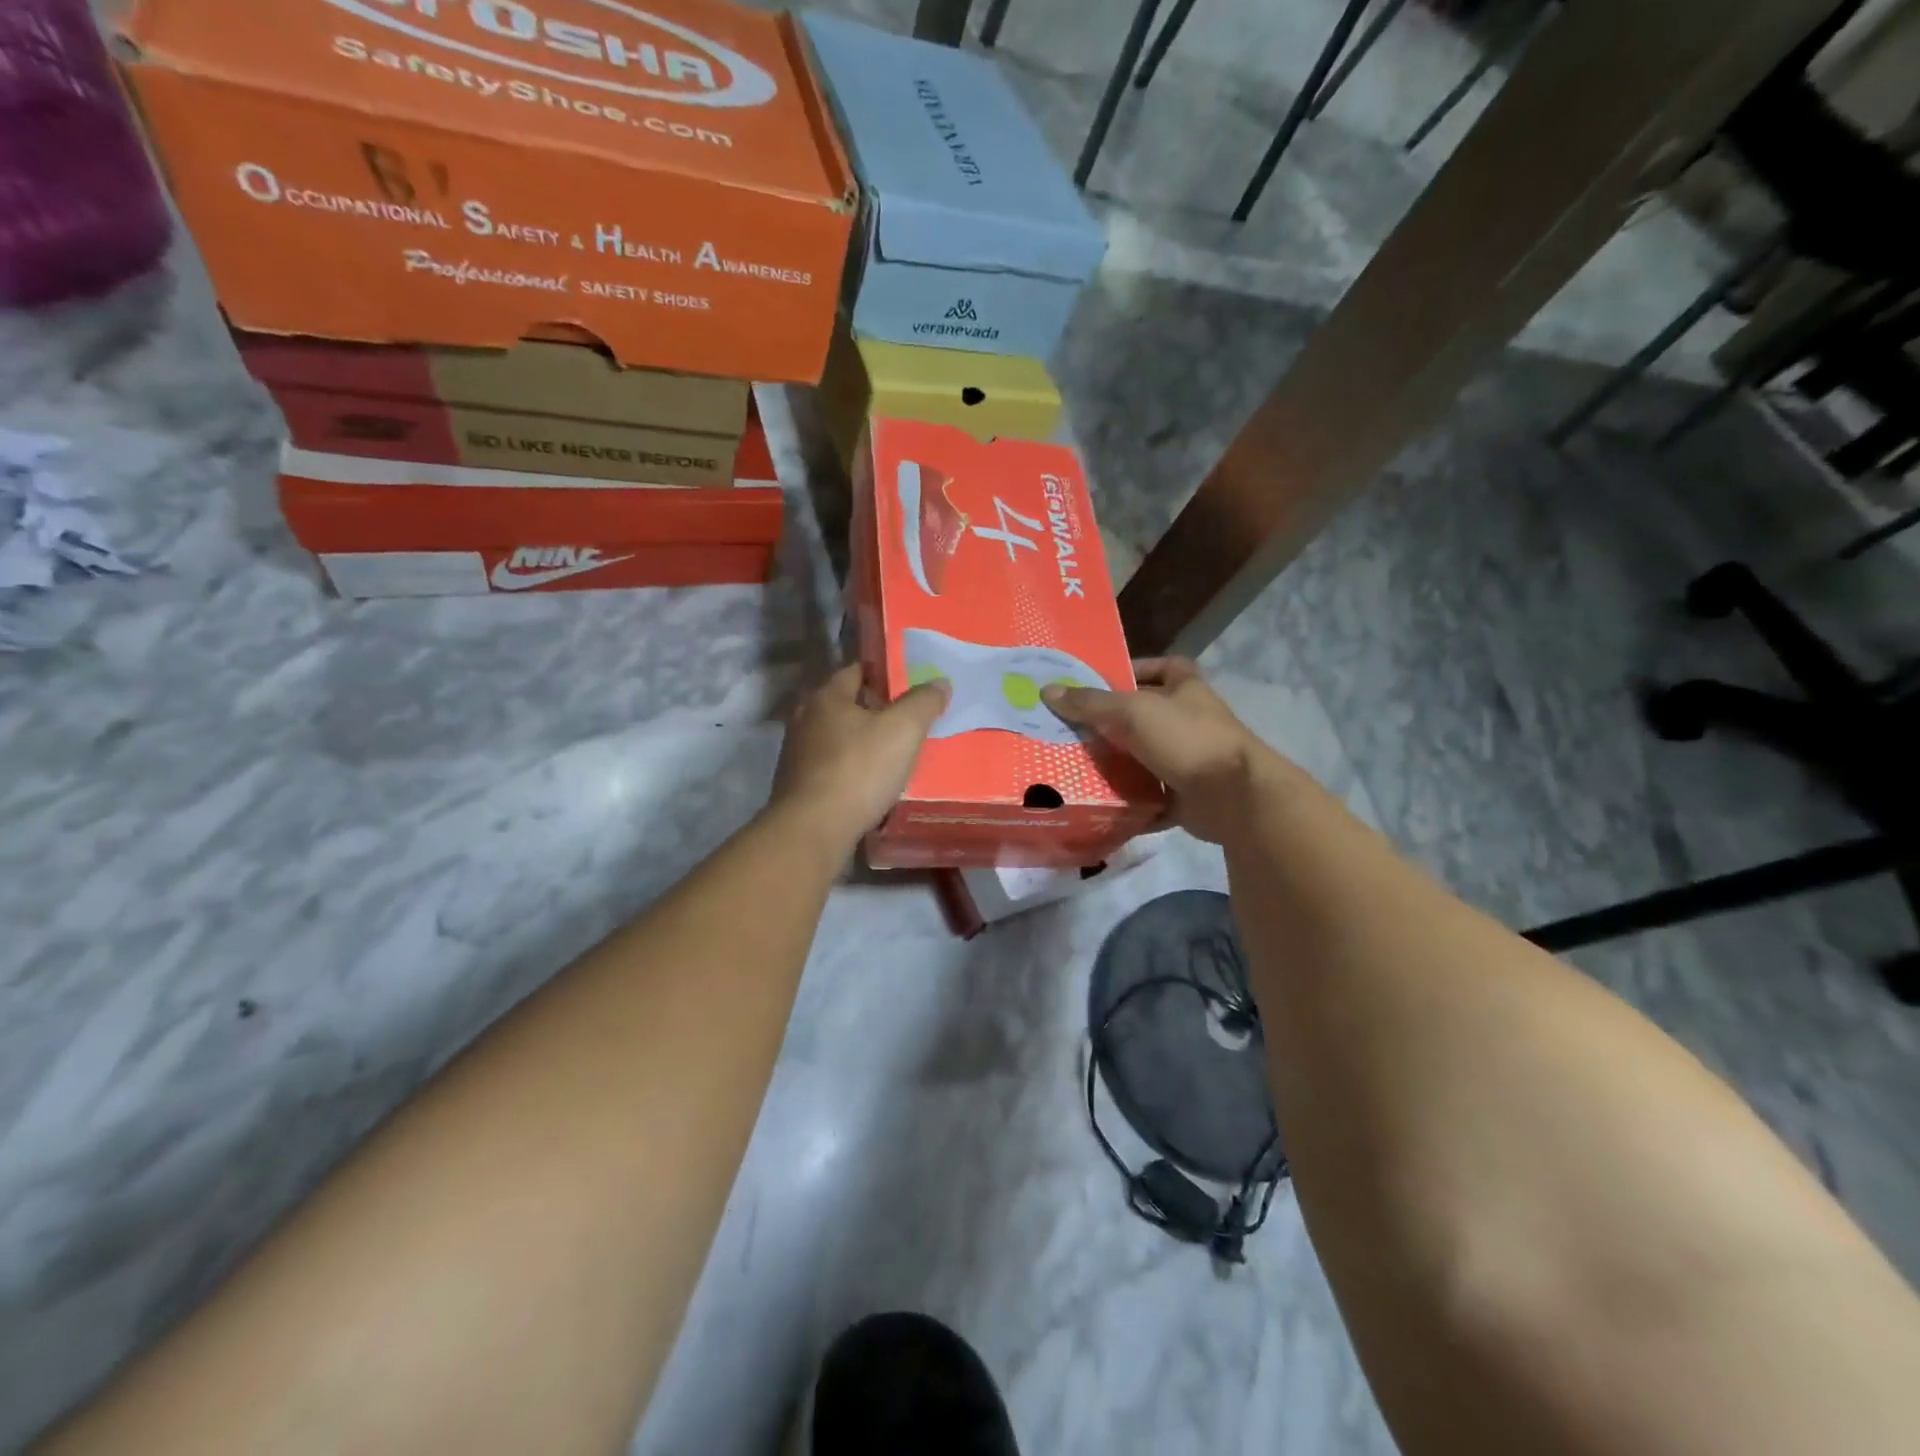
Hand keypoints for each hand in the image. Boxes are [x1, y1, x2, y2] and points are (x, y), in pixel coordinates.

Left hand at [768, 663, 949, 850]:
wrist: (812, 829)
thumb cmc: (858, 770)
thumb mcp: (903, 730)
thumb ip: (923, 703)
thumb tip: (939, 683)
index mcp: (826, 697)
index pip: (856, 671)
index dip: (883, 674)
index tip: (909, 685)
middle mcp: (805, 719)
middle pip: (845, 705)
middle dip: (874, 710)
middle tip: (907, 720)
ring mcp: (797, 754)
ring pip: (837, 738)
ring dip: (861, 742)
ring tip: (893, 753)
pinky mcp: (797, 786)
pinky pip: (831, 767)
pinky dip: (850, 769)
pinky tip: (870, 783)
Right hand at [1042, 658, 1298, 844]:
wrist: (1234, 797)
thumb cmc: (1186, 739)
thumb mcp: (1133, 712)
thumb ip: (1091, 703)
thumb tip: (1048, 691)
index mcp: (1186, 689)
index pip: (1161, 667)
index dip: (1134, 670)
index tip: (1099, 682)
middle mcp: (1189, 721)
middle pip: (1144, 717)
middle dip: (1110, 724)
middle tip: (1069, 729)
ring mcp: (1189, 760)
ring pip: (1144, 758)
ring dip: (1116, 765)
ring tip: (1073, 767)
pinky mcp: (1185, 796)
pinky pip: (1150, 797)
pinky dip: (1129, 802)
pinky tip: (1098, 804)